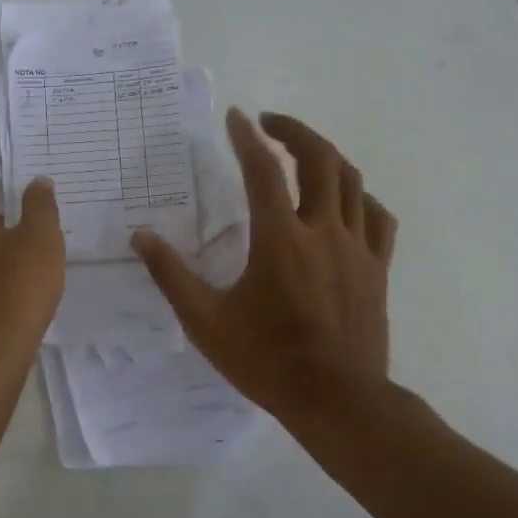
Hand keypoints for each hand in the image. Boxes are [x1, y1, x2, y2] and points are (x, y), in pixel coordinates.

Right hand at [132, 110, 395, 416]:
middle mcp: (323, 231)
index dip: (247, 137)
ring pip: (352, 181)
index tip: (236, 117)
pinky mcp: (377, 268)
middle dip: (294, 130)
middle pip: (319, 159)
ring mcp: (357, 248)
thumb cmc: (266, 360)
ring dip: (326, 155)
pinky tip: (345, 201)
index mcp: (279, 239)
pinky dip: (359, 196)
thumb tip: (141, 236)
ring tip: (302, 151)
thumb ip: (171, 275)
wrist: (336, 400)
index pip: (263, 170)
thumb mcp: (205, 321)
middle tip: (269, 122)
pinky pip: (377, 216)